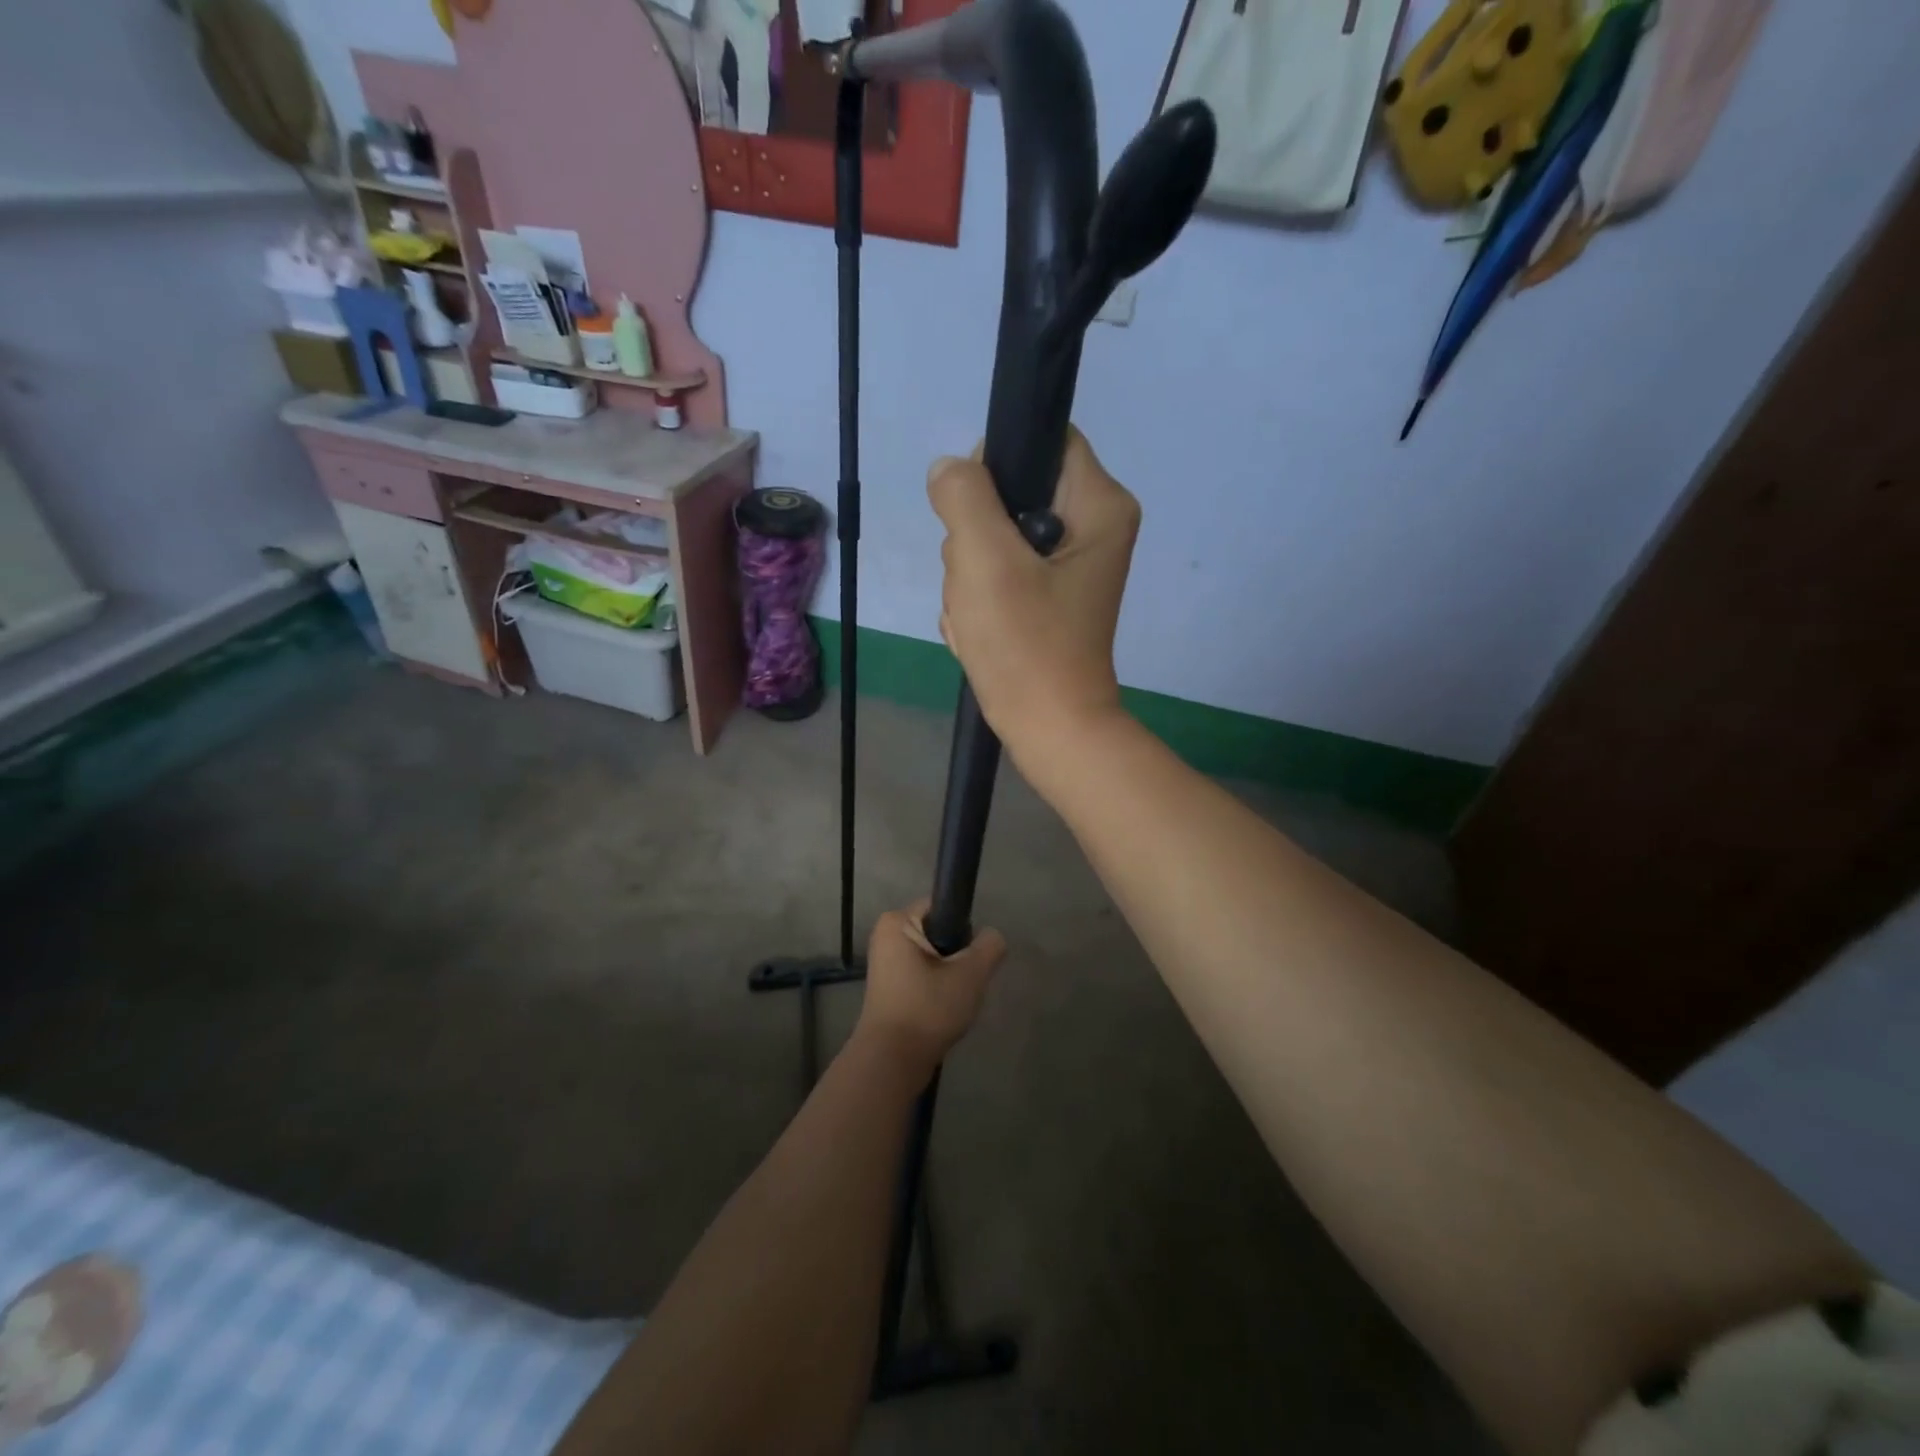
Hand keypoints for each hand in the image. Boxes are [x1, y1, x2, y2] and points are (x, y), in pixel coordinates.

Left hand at [855, 903, 1006, 1075]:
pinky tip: (944, 1010)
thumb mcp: (970, 974)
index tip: (972, 957)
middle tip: (966, 982)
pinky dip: (936, 988)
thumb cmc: (928, 1009)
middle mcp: (886, 935)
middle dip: (958, 955)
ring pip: (933, 956)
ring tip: (955, 999)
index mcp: (898, 921)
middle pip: (940, 932)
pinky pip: (922, 975)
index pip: (943, 907)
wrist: (892, 1061)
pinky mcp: (889, 987)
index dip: (964, 929)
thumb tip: (993, 937)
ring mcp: (885, 963)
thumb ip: (989, 946)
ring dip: (949, 975)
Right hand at [928, 431, 1139, 771]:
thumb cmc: (1026, 644)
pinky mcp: (1047, 600)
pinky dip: (981, 603)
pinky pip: (997, 577)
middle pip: (1011, 496)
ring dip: (971, 579)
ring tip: (981, 618)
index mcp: (1099, 506)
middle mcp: (1091, 529)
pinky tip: (982, 633)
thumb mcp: (985, 560)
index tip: (973, 514)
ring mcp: (1067, 568)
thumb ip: (964, 496)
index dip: (996, 465)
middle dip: (977, 541)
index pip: (1042, 440)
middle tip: (980, 585)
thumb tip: (949, 469)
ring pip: (994, 541)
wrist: (1048, 730)